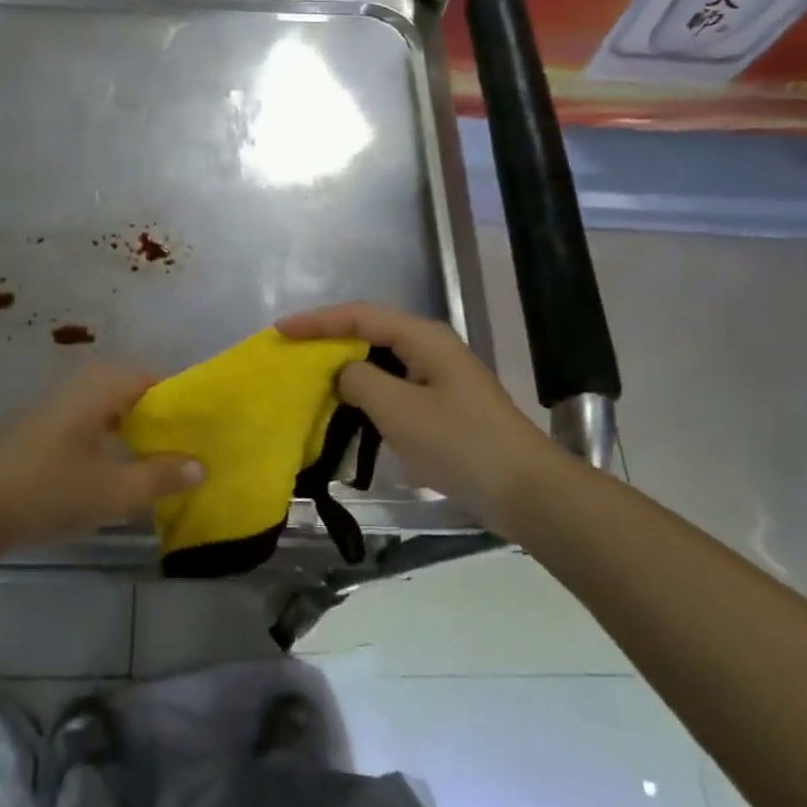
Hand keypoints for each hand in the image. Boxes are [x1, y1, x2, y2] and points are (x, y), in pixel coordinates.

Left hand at [0, 363, 203, 550]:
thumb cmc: (49, 491)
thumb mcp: (114, 492)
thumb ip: (161, 477)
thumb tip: (200, 464)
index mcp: (102, 386)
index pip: (155, 377)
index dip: (182, 400)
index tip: (202, 427)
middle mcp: (81, 384)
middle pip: (134, 389)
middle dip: (160, 415)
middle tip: (184, 445)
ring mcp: (59, 403)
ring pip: (111, 404)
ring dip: (135, 427)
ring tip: (158, 459)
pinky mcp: (44, 426)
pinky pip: (92, 418)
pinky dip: (112, 435)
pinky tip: (116, 468)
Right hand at [278, 301, 562, 529]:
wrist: (526, 490)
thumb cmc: (460, 444)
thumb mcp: (399, 410)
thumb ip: (359, 381)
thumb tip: (343, 371)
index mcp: (422, 337)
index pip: (359, 316)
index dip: (316, 321)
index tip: (280, 331)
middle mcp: (430, 346)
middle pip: (369, 331)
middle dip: (328, 339)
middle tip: (290, 352)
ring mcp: (439, 374)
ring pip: (380, 358)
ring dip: (345, 365)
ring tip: (310, 376)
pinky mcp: (442, 401)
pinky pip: (393, 383)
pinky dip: (365, 389)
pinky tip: (348, 407)